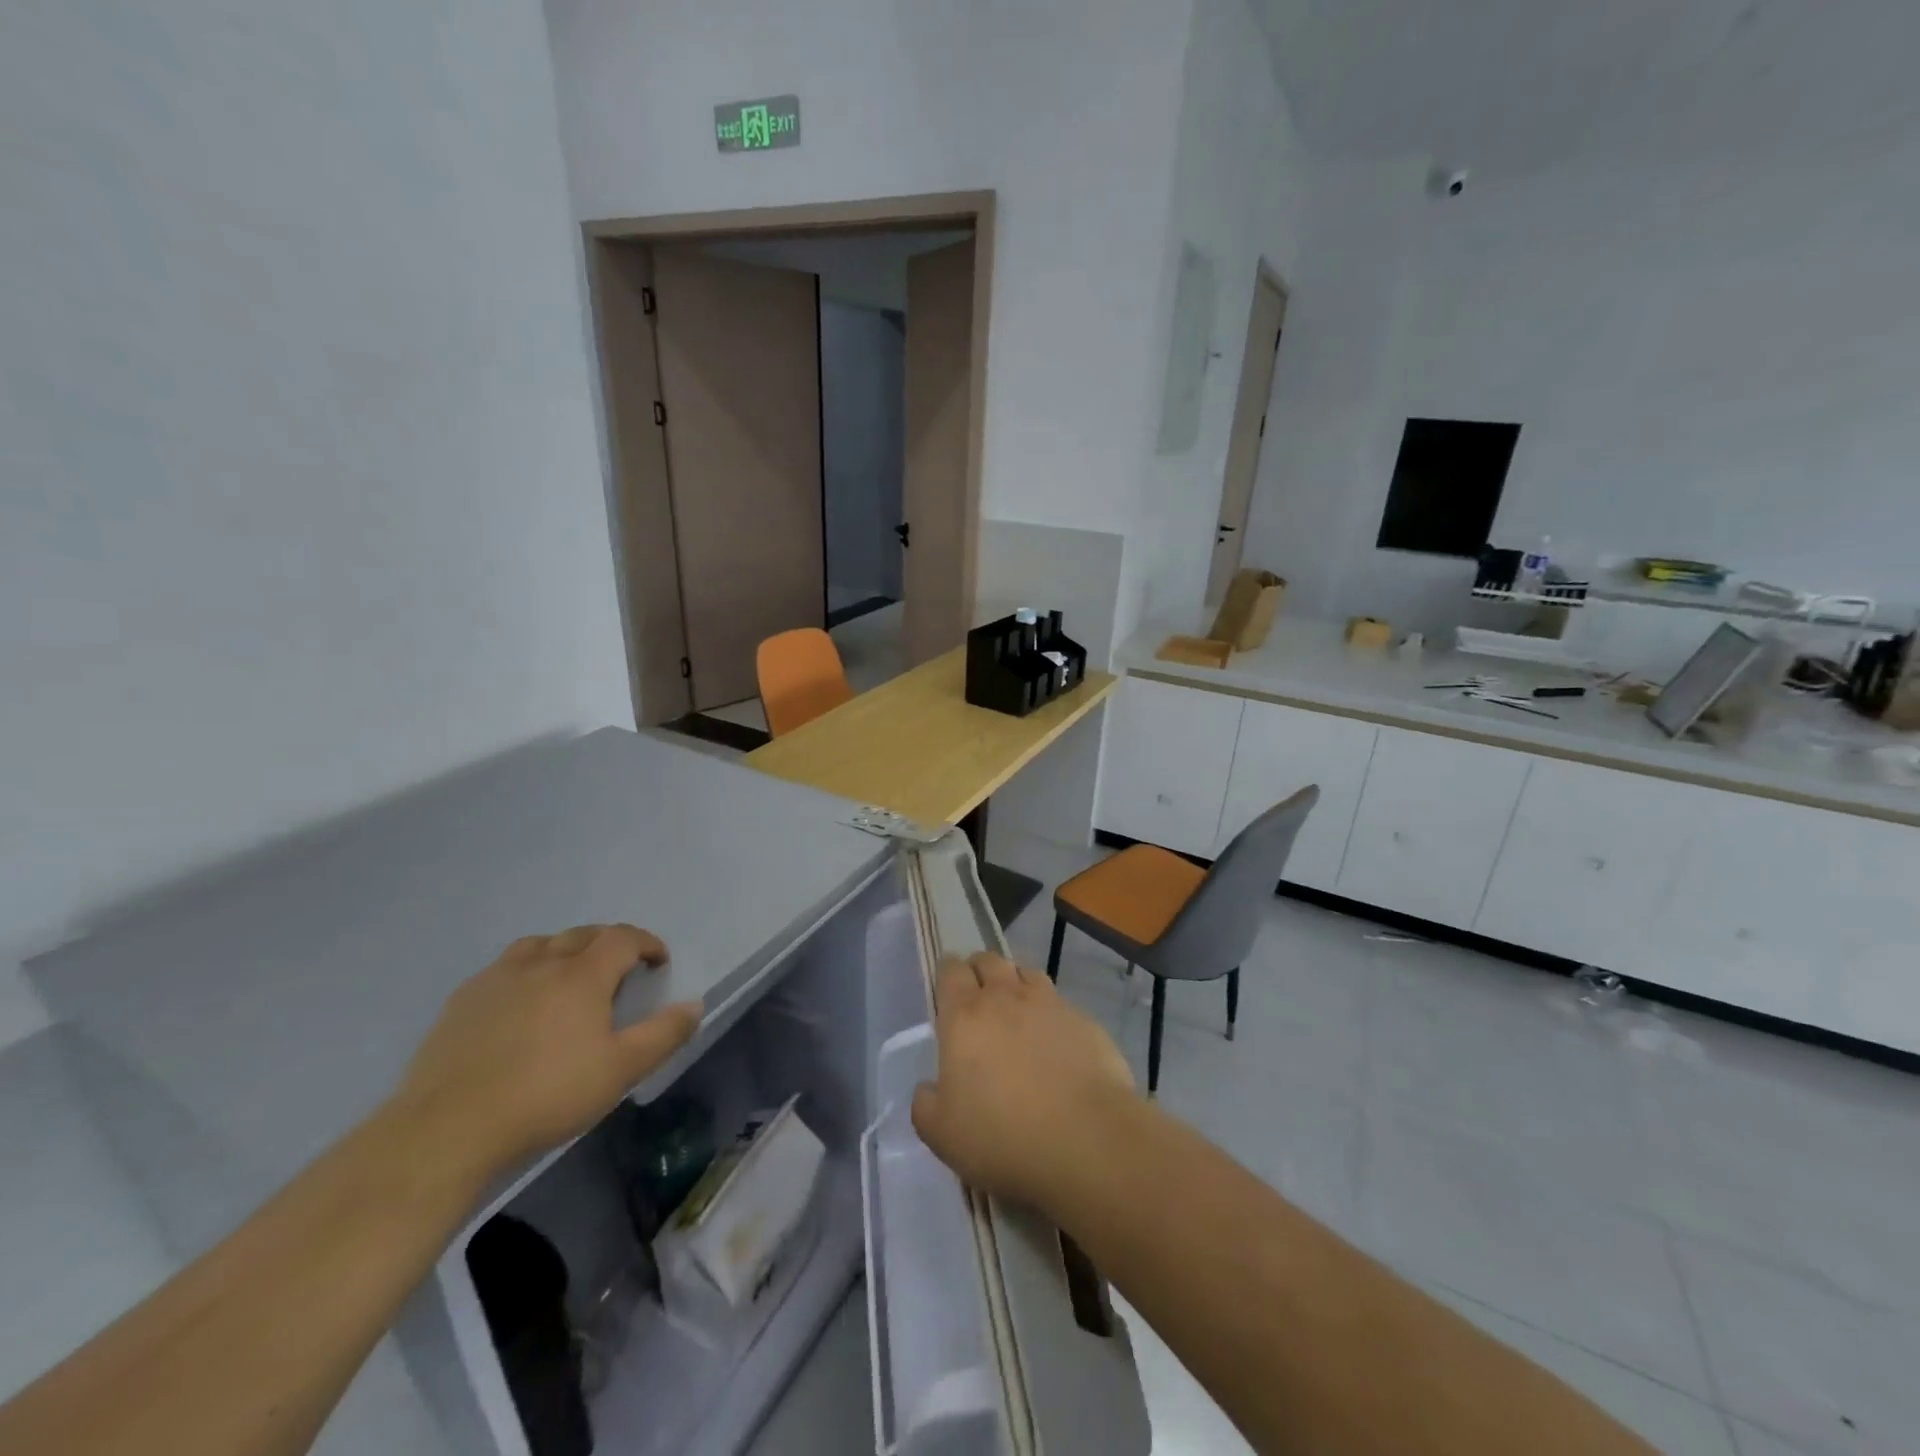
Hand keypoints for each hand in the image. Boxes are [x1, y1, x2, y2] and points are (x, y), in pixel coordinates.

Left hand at [394, 925, 701, 1177]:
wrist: (447, 1130)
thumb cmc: (546, 1096)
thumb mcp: (620, 1071)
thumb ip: (663, 1034)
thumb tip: (694, 1004)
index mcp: (582, 975)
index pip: (623, 938)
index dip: (646, 943)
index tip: (658, 961)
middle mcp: (541, 963)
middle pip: (582, 934)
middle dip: (609, 943)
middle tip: (621, 969)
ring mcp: (497, 979)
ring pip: (539, 945)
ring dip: (564, 950)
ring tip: (570, 976)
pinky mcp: (462, 1001)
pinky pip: (503, 968)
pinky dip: (525, 971)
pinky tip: (521, 1002)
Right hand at [911, 952, 1136, 1212]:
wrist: (1087, 1140)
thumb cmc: (1003, 1137)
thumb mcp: (942, 1135)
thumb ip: (925, 1105)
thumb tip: (929, 1088)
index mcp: (964, 1016)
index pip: (951, 971)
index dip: (948, 971)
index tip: (948, 983)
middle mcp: (1006, 997)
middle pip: (989, 961)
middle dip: (980, 969)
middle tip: (978, 993)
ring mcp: (1049, 1004)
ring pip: (1026, 973)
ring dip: (1016, 982)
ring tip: (1016, 1008)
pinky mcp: (1084, 1020)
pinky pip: (1060, 1003)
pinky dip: (1050, 1012)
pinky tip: (1054, 1039)